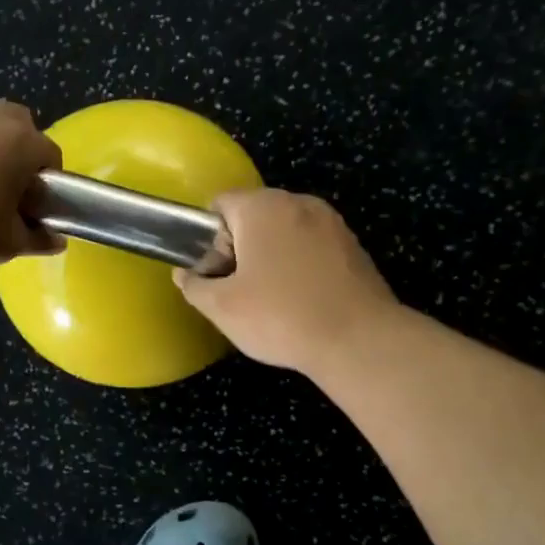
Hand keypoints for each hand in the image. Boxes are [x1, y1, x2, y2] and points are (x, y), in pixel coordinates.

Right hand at [174, 189, 396, 371]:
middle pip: (254, 216)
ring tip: (271, 300)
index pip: (220, 203)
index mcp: (263, 207)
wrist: (358, 341)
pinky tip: (302, 302)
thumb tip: (185, 275)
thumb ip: (194, 286)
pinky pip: (312, 248)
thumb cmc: (280, 317)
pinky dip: (300, 267)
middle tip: (238, 290)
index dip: (208, 238)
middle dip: (240, 247)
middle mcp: (299, 203)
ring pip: (285, 233)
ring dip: (271, 258)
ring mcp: (332, 223)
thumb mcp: (221, 308)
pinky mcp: (354, 247)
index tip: (214, 273)